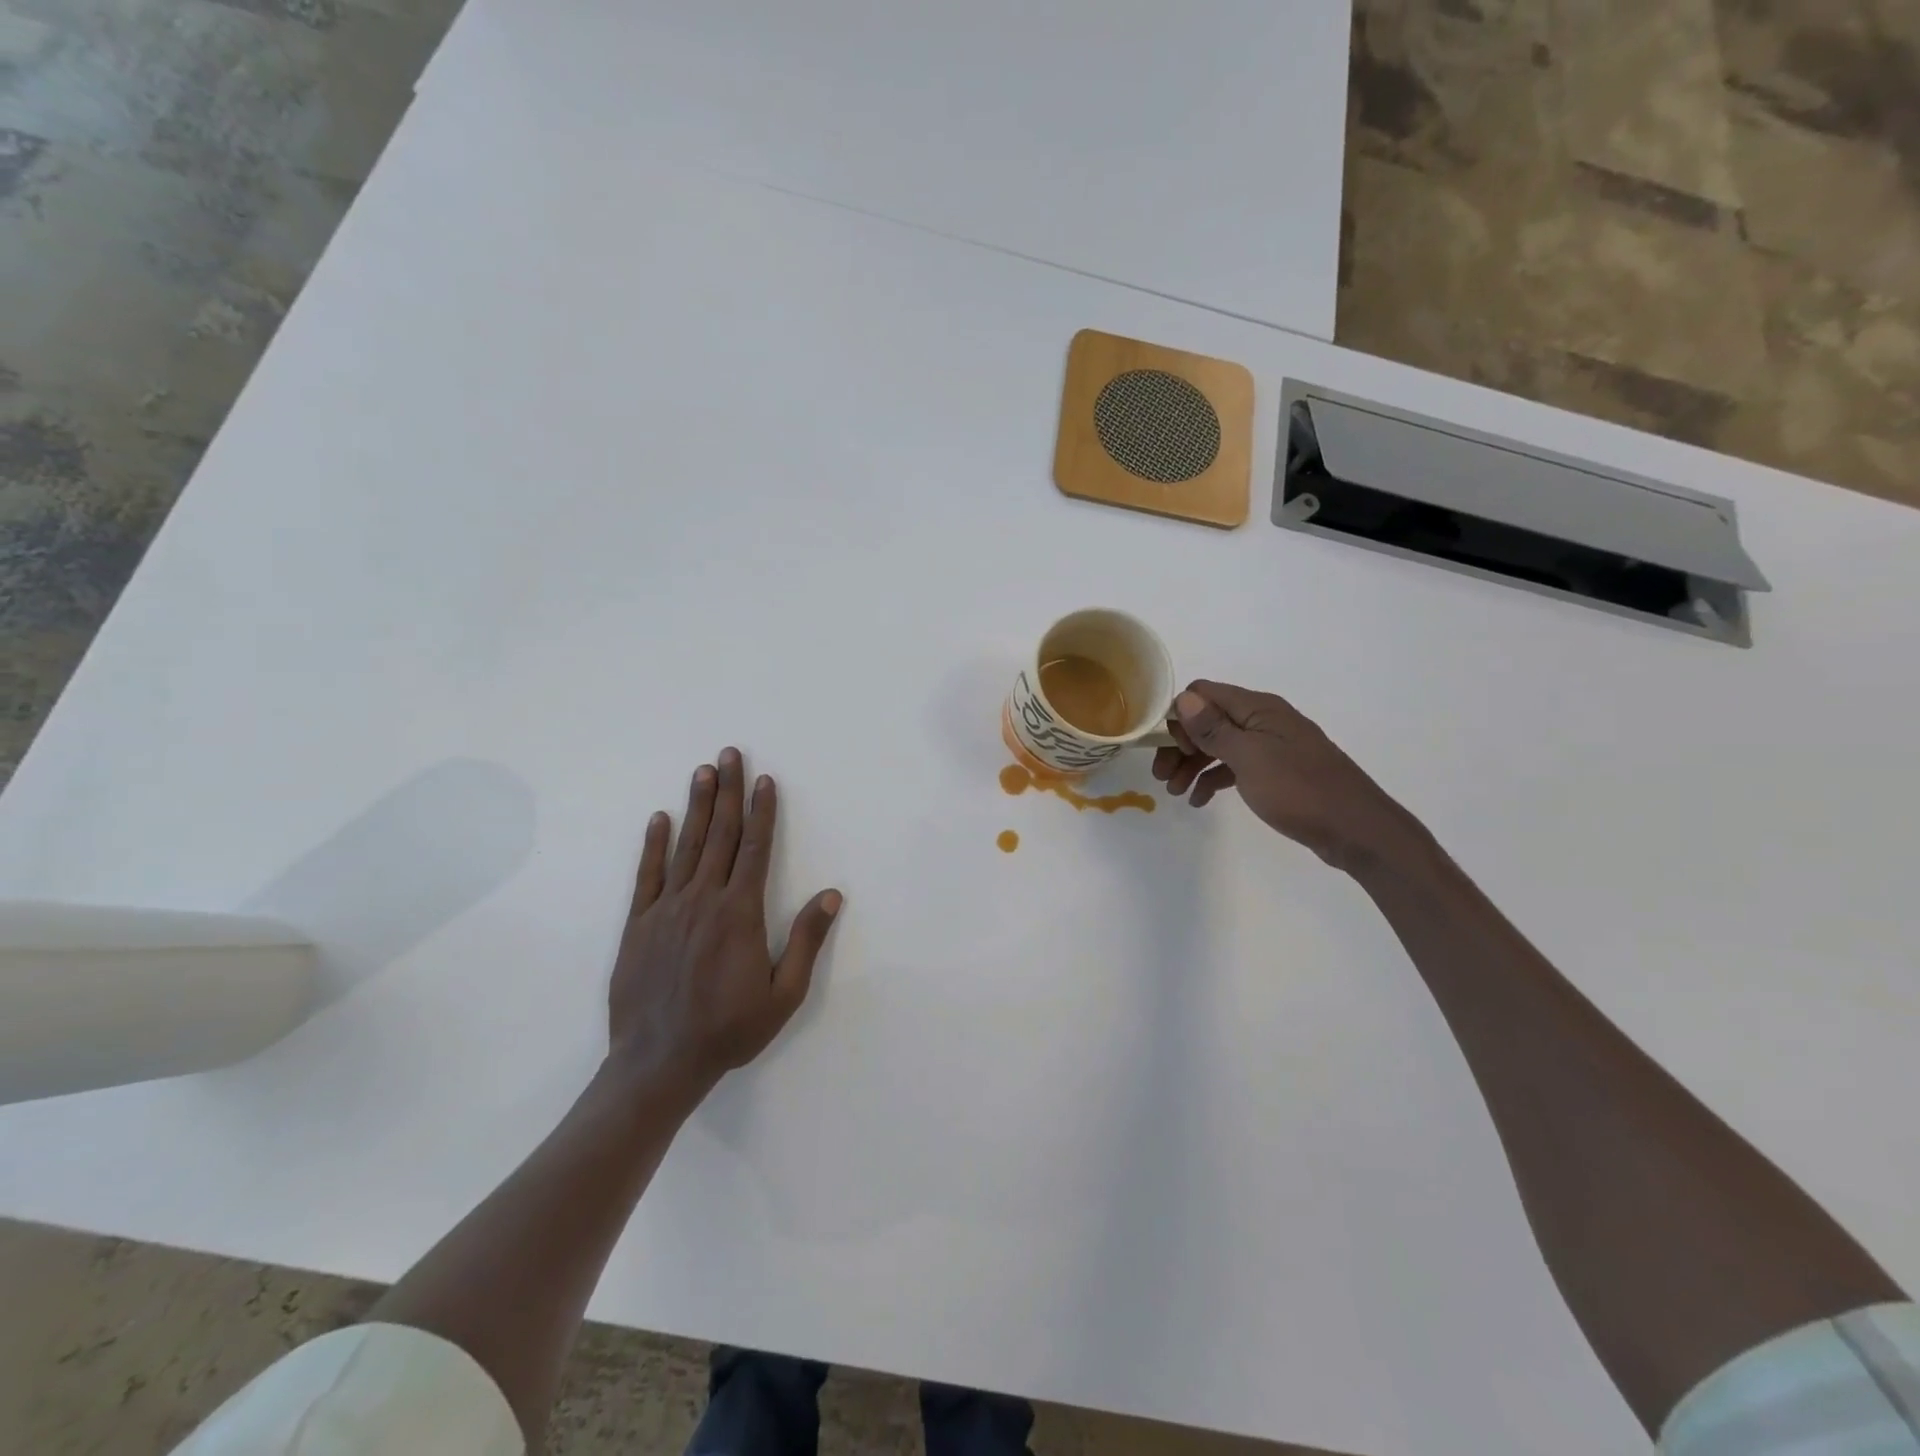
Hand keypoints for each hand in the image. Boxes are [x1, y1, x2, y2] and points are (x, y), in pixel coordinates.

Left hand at [609, 748, 842, 1093]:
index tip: (764, 780)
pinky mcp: (638, 925)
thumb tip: (832, 895)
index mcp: (739, 913)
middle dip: (728, 791)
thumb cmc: (729, 1030)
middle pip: (719, 835)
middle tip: (730, 753)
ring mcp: (666, 909)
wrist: (658, 1063)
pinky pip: (647, 875)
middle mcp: (703, 899)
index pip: (754, 848)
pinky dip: (654, 844)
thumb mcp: (783, 994)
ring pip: (686, 846)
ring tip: (703, 771)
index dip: (761, 811)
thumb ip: (806, 941)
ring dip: (696, 806)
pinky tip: (659, 818)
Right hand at [1152, 681, 1417, 872]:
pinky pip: (1234, 767)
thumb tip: (1183, 698)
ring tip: (1175, 793)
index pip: (1204, 694)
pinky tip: (1200, 800)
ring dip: (1192, 765)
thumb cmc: (1299, 789)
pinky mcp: (1275, 772)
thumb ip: (1214, 728)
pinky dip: (1214, 779)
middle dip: (1181, 746)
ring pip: (1218, 746)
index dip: (1181, 716)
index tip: (1172, 748)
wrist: (1355, 830)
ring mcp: (1270, 747)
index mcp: (1257, 709)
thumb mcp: (1249, 758)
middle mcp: (1262, 721)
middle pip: (1207, 721)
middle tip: (1162, 777)